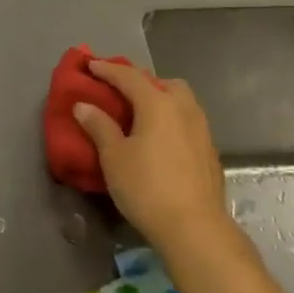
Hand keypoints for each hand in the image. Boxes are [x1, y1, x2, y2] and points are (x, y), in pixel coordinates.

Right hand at [74, 60, 229, 251]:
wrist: (194, 227)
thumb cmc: (146, 187)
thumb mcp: (113, 157)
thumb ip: (99, 126)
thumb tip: (84, 105)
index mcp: (158, 104)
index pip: (129, 77)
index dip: (107, 69)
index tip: (90, 64)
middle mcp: (184, 109)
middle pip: (163, 83)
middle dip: (141, 82)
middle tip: (121, 92)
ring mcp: (201, 129)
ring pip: (180, 101)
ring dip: (160, 100)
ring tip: (141, 115)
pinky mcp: (209, 151)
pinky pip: (187, 121)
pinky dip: (171, 120)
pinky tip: (160, 140)